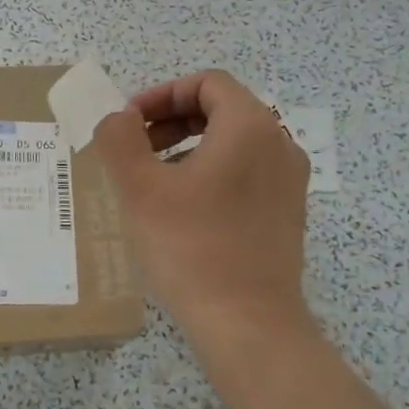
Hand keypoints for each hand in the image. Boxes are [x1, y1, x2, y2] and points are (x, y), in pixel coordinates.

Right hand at [92, 70, 315, 355]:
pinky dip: (211, 172)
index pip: (207, 83)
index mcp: (250, 127)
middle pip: (222, 109)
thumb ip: (120, 139)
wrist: (248, 324)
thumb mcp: (140, 188)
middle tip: (135, 148)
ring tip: (153, 179)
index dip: (162, 94)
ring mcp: (289, 181)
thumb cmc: (191, 247)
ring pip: (233, 142)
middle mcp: (279, 144)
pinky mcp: (286, 213)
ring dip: (188, 146)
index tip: (129, 123)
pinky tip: (182, 208)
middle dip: (172, 119)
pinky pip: (246, 172)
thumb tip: (118, 118)